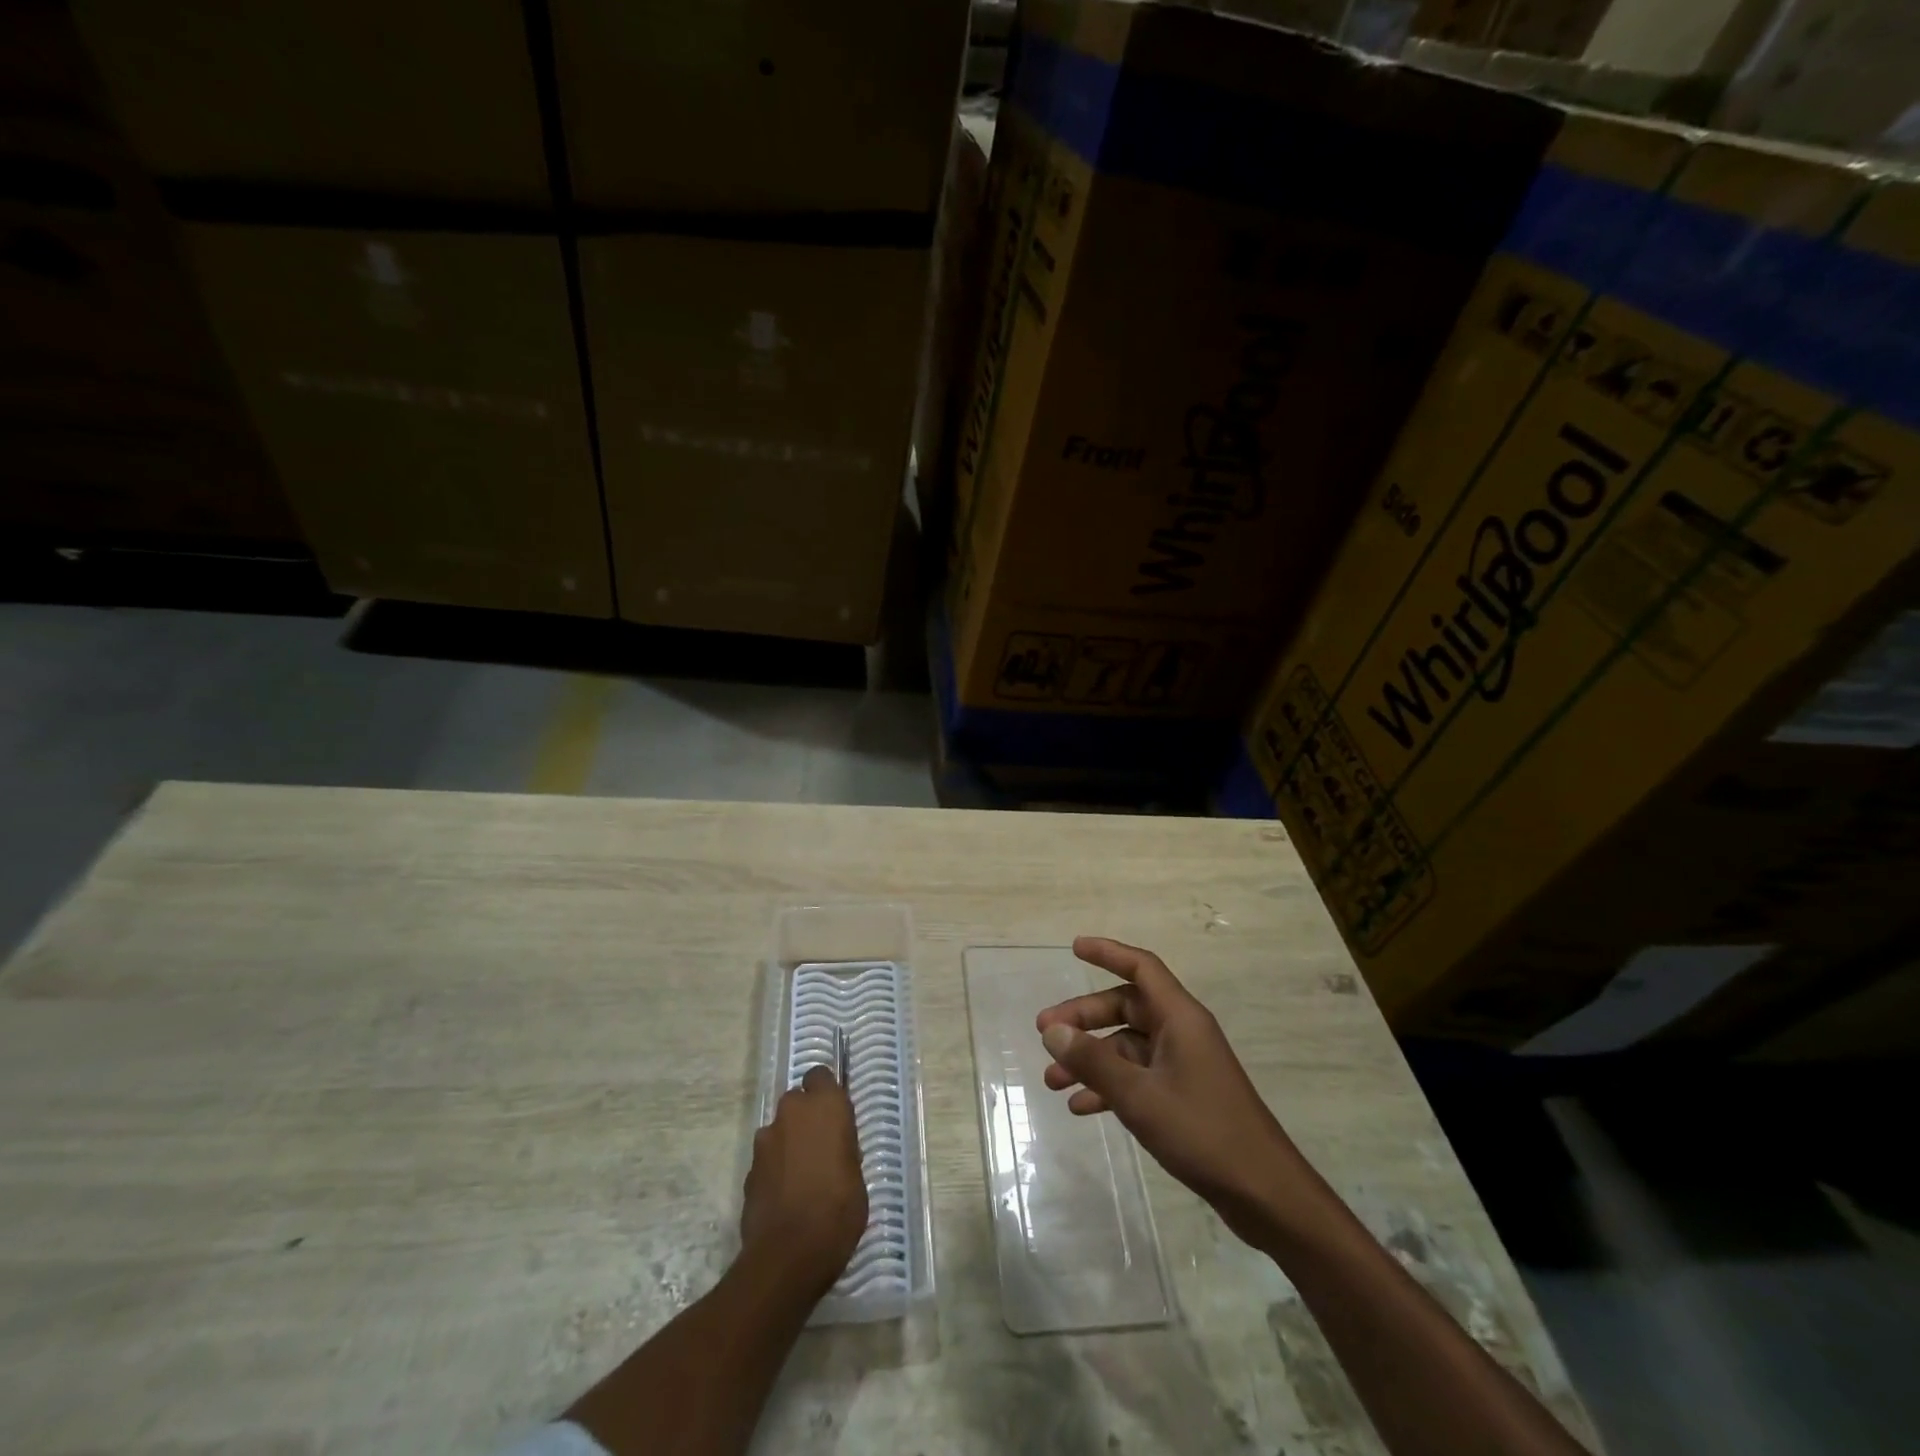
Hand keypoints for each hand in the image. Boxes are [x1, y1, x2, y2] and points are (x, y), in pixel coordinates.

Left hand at [741, 1066, 867, 1297]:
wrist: (787, 1254)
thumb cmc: (838, 1210)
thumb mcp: (857, 1175)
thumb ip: (842, 1148)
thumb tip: (833, 1147)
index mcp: (825, 1106)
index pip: (819, 1075)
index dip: (825, 1092)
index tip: (834, 1115)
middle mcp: (792, 1112)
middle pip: (797, 1102)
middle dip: (806, 1119)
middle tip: (821, 1149)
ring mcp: (765, 1140)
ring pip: (780, 1131)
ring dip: (789, 1144)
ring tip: (803, 1179)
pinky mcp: (749, 1169)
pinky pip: (768, 1159)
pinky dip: (775, 1170)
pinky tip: (786, 1198)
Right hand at [1037, 937, 1313, 1241]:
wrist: (1263, 1193)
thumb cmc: (1202, 1132)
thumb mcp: (1139, 1096)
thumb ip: (1093, 1061)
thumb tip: (1052, 1031)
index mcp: (1180, 1018)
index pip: (1141, 967)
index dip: (1108, 953)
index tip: (1074, 948)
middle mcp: (1182, 1032)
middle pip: (1126, 1007)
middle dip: (1084, 1019)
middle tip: (1044, 1034)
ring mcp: (1183, 1064)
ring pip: (1127, 1046)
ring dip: (1091, 1059)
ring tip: (1052, 1081)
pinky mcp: (1184, 1094)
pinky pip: (1138, 1076)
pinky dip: (1109, 1086)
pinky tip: (1081, 1107)